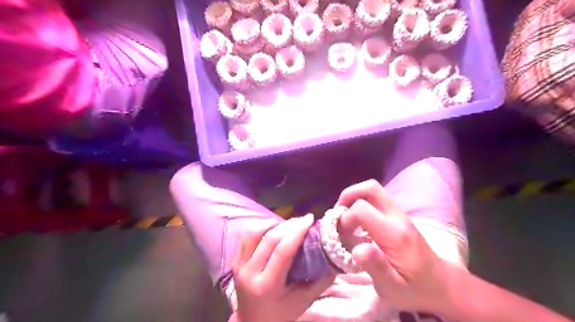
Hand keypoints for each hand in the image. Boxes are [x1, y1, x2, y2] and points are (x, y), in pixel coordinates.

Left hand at [231, 213, 335, 321]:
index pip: (283, 251)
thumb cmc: (281, 314)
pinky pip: (244, 236)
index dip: (297, 231)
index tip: (310, 219)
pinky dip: (259, 228)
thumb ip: (321, 281)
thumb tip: (335, 258)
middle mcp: (249, 273)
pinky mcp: (234, 261)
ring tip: (288, 224)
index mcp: (267, 286)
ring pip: (254, 233)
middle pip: (269, 239)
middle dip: (289, 225)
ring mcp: (238, 266)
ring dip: (273, 224)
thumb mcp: (304, 301)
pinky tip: (272, 228)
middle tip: (303, 220)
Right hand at [337, 180, 460, 315]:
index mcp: (395, 234)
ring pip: (373, 191)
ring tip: (345, 220)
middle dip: (348, 196)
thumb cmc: (416, 289)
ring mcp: (398, 215)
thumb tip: (357, 249)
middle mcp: (397, 218)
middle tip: (338, 215)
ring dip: (353, 199)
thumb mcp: (394, 289)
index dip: (345, 219)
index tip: (341, 237)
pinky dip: (360, 205)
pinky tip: (356, 225)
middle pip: (370, 188)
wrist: (442, 284)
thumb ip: (376, 267)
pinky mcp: (397, 217)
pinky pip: (375, 200)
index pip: (362, 209)